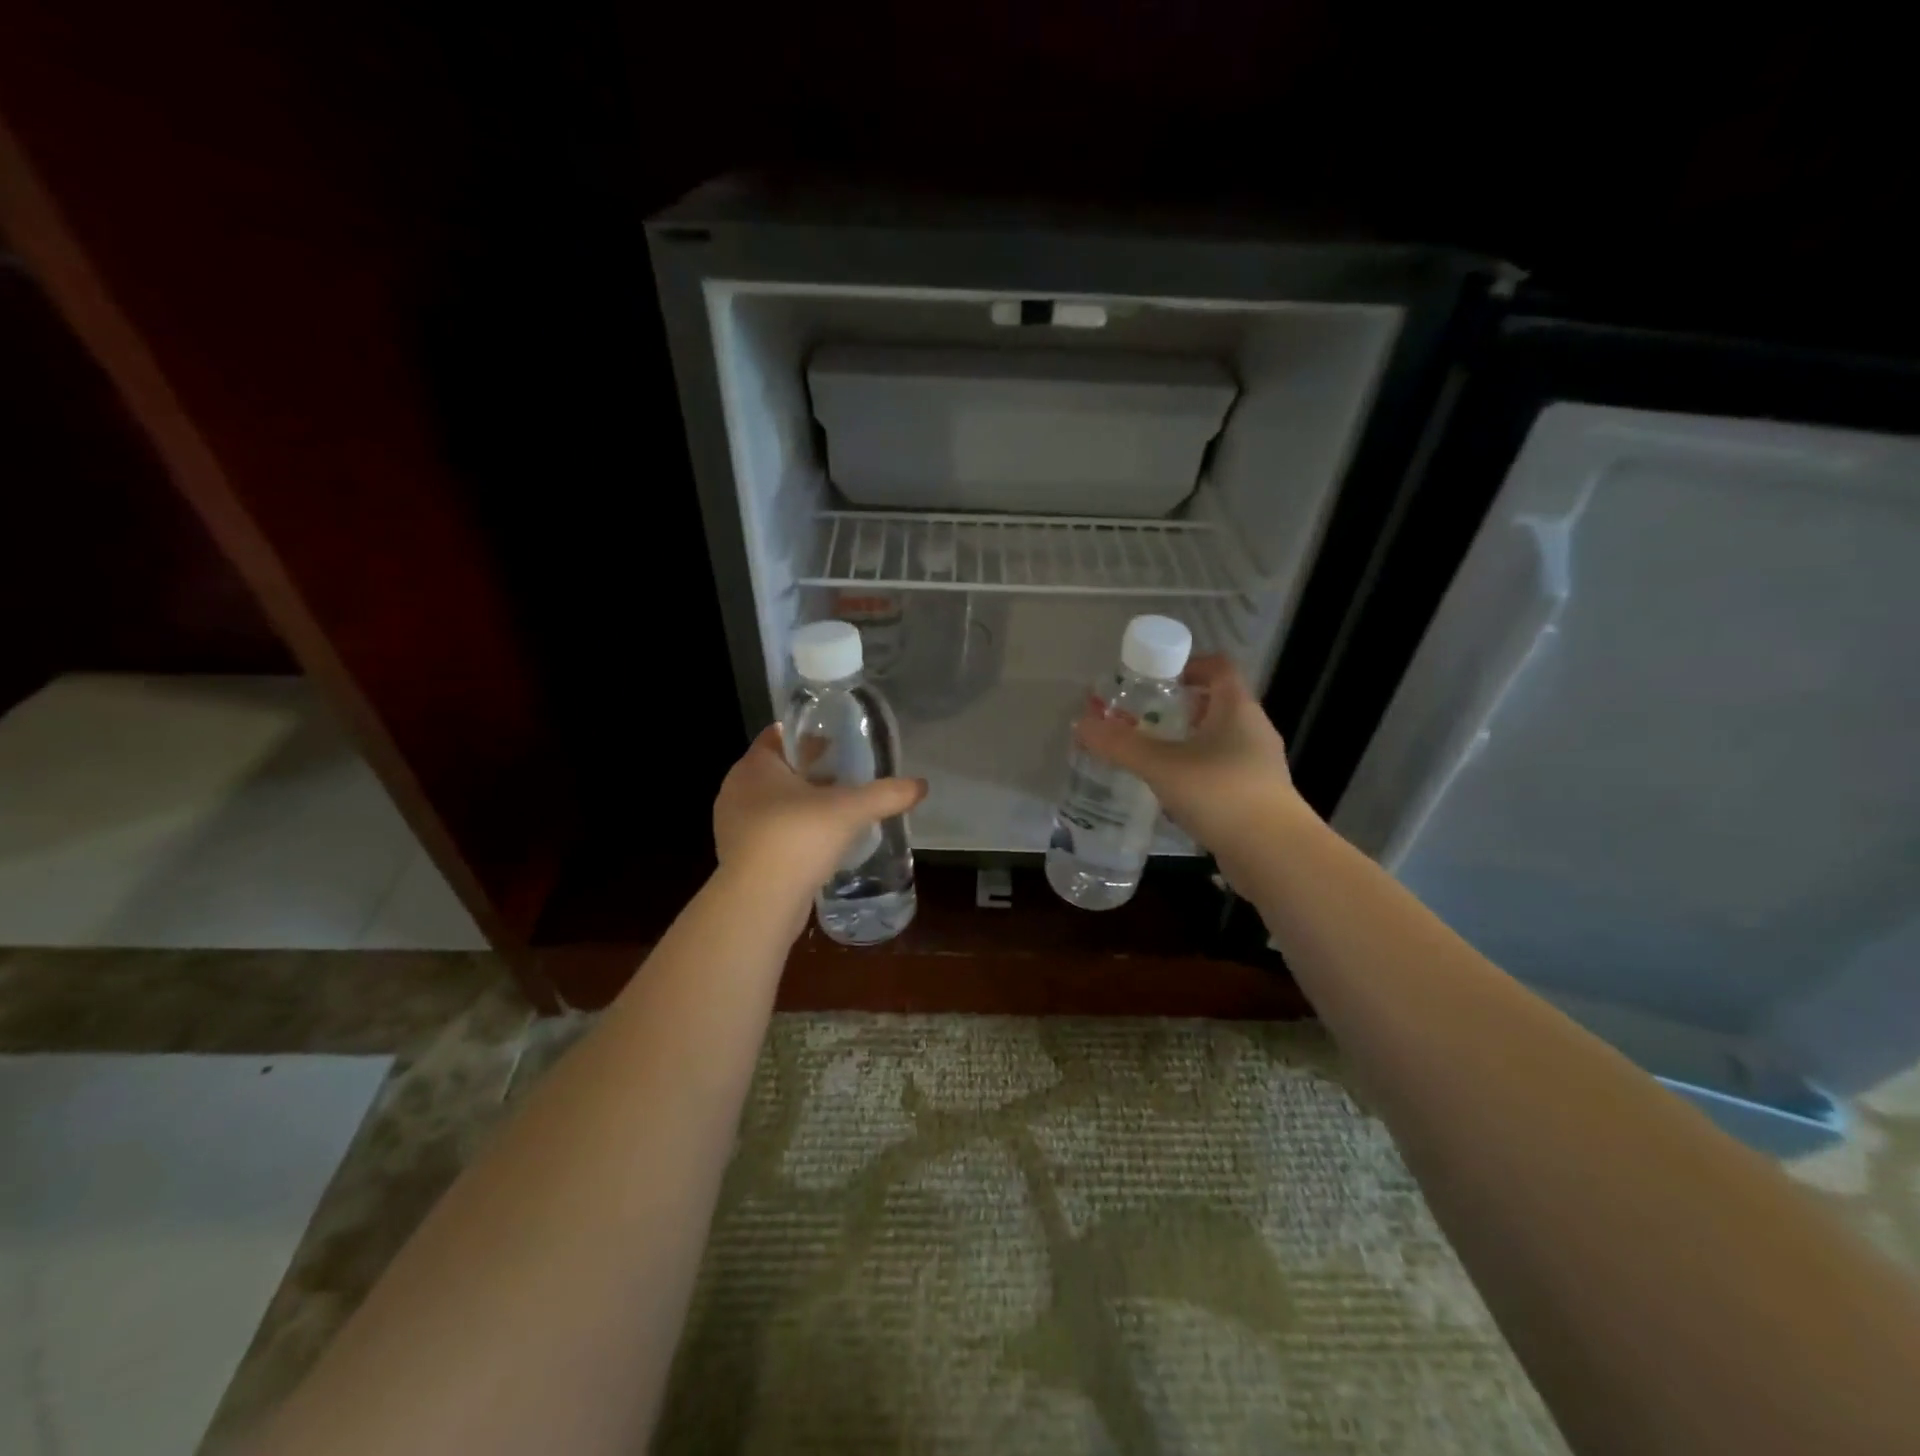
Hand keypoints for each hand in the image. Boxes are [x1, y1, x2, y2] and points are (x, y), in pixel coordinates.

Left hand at [713, 724, 926, 906]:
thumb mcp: (849, 811)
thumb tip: (921, 785)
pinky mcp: (740, 858)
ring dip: (802, 805)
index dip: (808, 735)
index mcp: (755, 766)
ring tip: (838, 810)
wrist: (757, 903)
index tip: (836, 741)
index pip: (779, 735)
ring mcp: (734, 826)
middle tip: (846, 775)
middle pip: (778, 770)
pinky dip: (794, 833)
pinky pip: (771, 834)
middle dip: (810, 771)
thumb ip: (885, 794)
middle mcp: (737, 790)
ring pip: (774, 804)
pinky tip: (820, 844)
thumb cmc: (796, 838)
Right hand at [1073, 654, 1306, 860]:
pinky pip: (1221, 771)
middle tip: (1142, 717)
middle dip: (1179, 707)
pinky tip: (1172, 792)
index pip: (1219, 667)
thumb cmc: (1221, 794)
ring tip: (1151, 755)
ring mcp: (1258, 765)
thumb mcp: (1162, 766)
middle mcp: (1253, 730)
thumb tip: (1081, 724)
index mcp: (1238, 708)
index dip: (1188, 665)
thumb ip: (1120, 745)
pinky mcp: (1256, 796)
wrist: (1274, 855)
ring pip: (1218, 740)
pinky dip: (1196, 772)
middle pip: (1217, 703)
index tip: (1155, 678)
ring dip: (1187, 742)